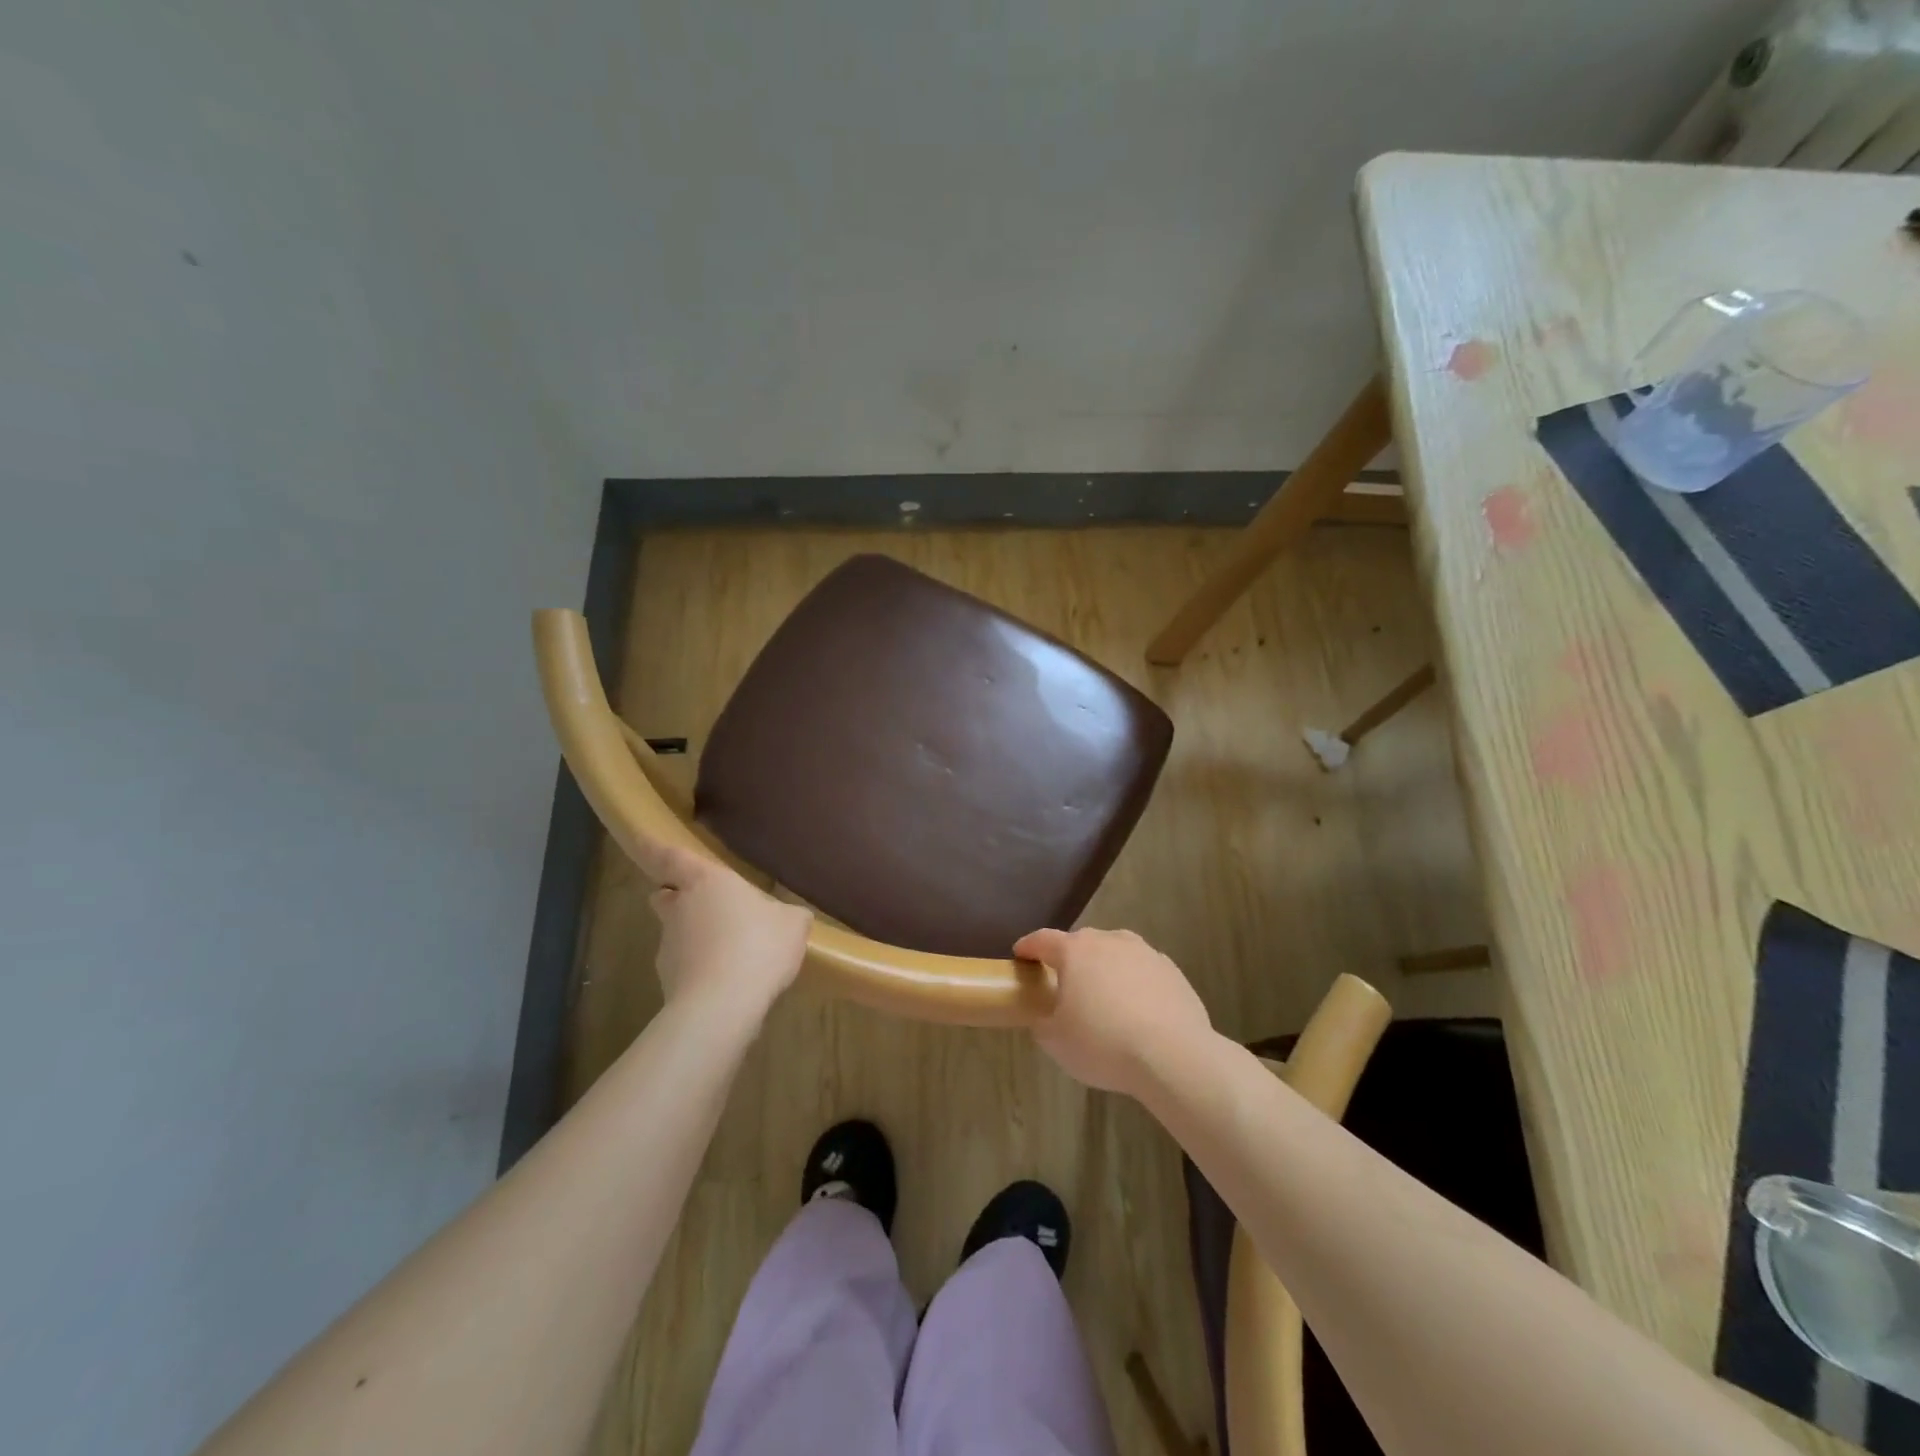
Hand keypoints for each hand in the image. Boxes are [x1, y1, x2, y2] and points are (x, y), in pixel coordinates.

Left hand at [633, 838, 810, 1022]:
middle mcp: (679, 908)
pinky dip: (700, 970)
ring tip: (731, 954)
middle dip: (677, 896)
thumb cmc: (758, 946)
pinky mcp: (668, 982)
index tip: (638, 837)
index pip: (671, 857)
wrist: (722, 1005)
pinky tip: (729, 983)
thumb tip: (788, 916)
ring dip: (695, 937)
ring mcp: (668, 946)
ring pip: (676, 933)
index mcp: (706, 881)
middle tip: (704, 905)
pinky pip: (685, 967)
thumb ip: (788, 914)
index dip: (654, 847)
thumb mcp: (793, 924)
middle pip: (666, 895)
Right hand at [1012, 927, 1212, 1096]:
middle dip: (1070, 958)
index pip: (1043, 940)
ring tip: (1104, 994)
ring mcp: (1144, 952)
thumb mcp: (1056, 1042)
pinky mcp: (1171, 970)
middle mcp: (1109, 941)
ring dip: (1106, 967)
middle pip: (1082, 942)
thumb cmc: (1103, 1044)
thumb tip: (1044, 1015)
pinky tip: (1137, 1009)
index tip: (1021, 954)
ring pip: (1116, 952)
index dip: (1028, 946)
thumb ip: (1043, 1022)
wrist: (1172, 1055)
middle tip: (1065, 983)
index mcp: (1074, 952)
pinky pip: (1143, 970)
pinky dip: (1135, 982)